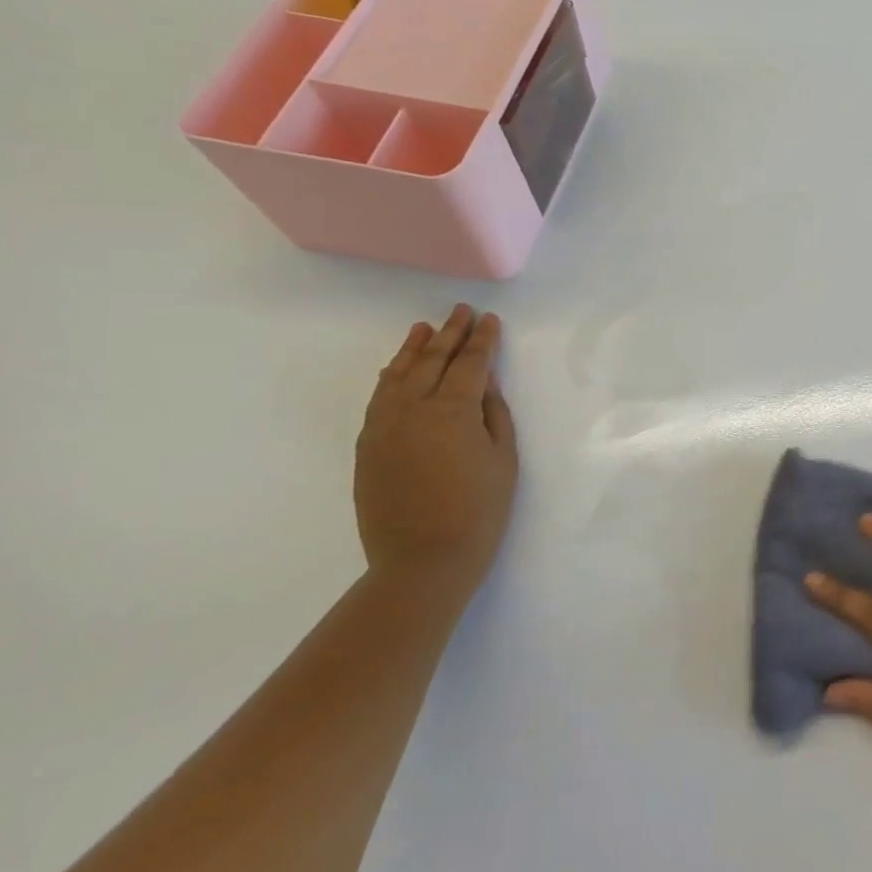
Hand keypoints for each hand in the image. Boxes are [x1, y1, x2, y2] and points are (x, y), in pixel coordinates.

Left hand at [354, 305, 518, 603]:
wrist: (423, 560)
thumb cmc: (479, 510)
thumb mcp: (503, 459)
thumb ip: (493, 415)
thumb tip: (484, 384)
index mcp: (452, 410)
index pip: (470, 364)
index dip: (483, 340)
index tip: (490, 319)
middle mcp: (413, 409)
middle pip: (432, 361)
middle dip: (450, 334)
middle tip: (460, 311)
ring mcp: (384, 427)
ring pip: (397, 376)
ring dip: (413, 349)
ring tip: (424, 328)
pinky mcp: (368, 446)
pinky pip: (378, 399)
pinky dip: (389, 378)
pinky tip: (395, 369)